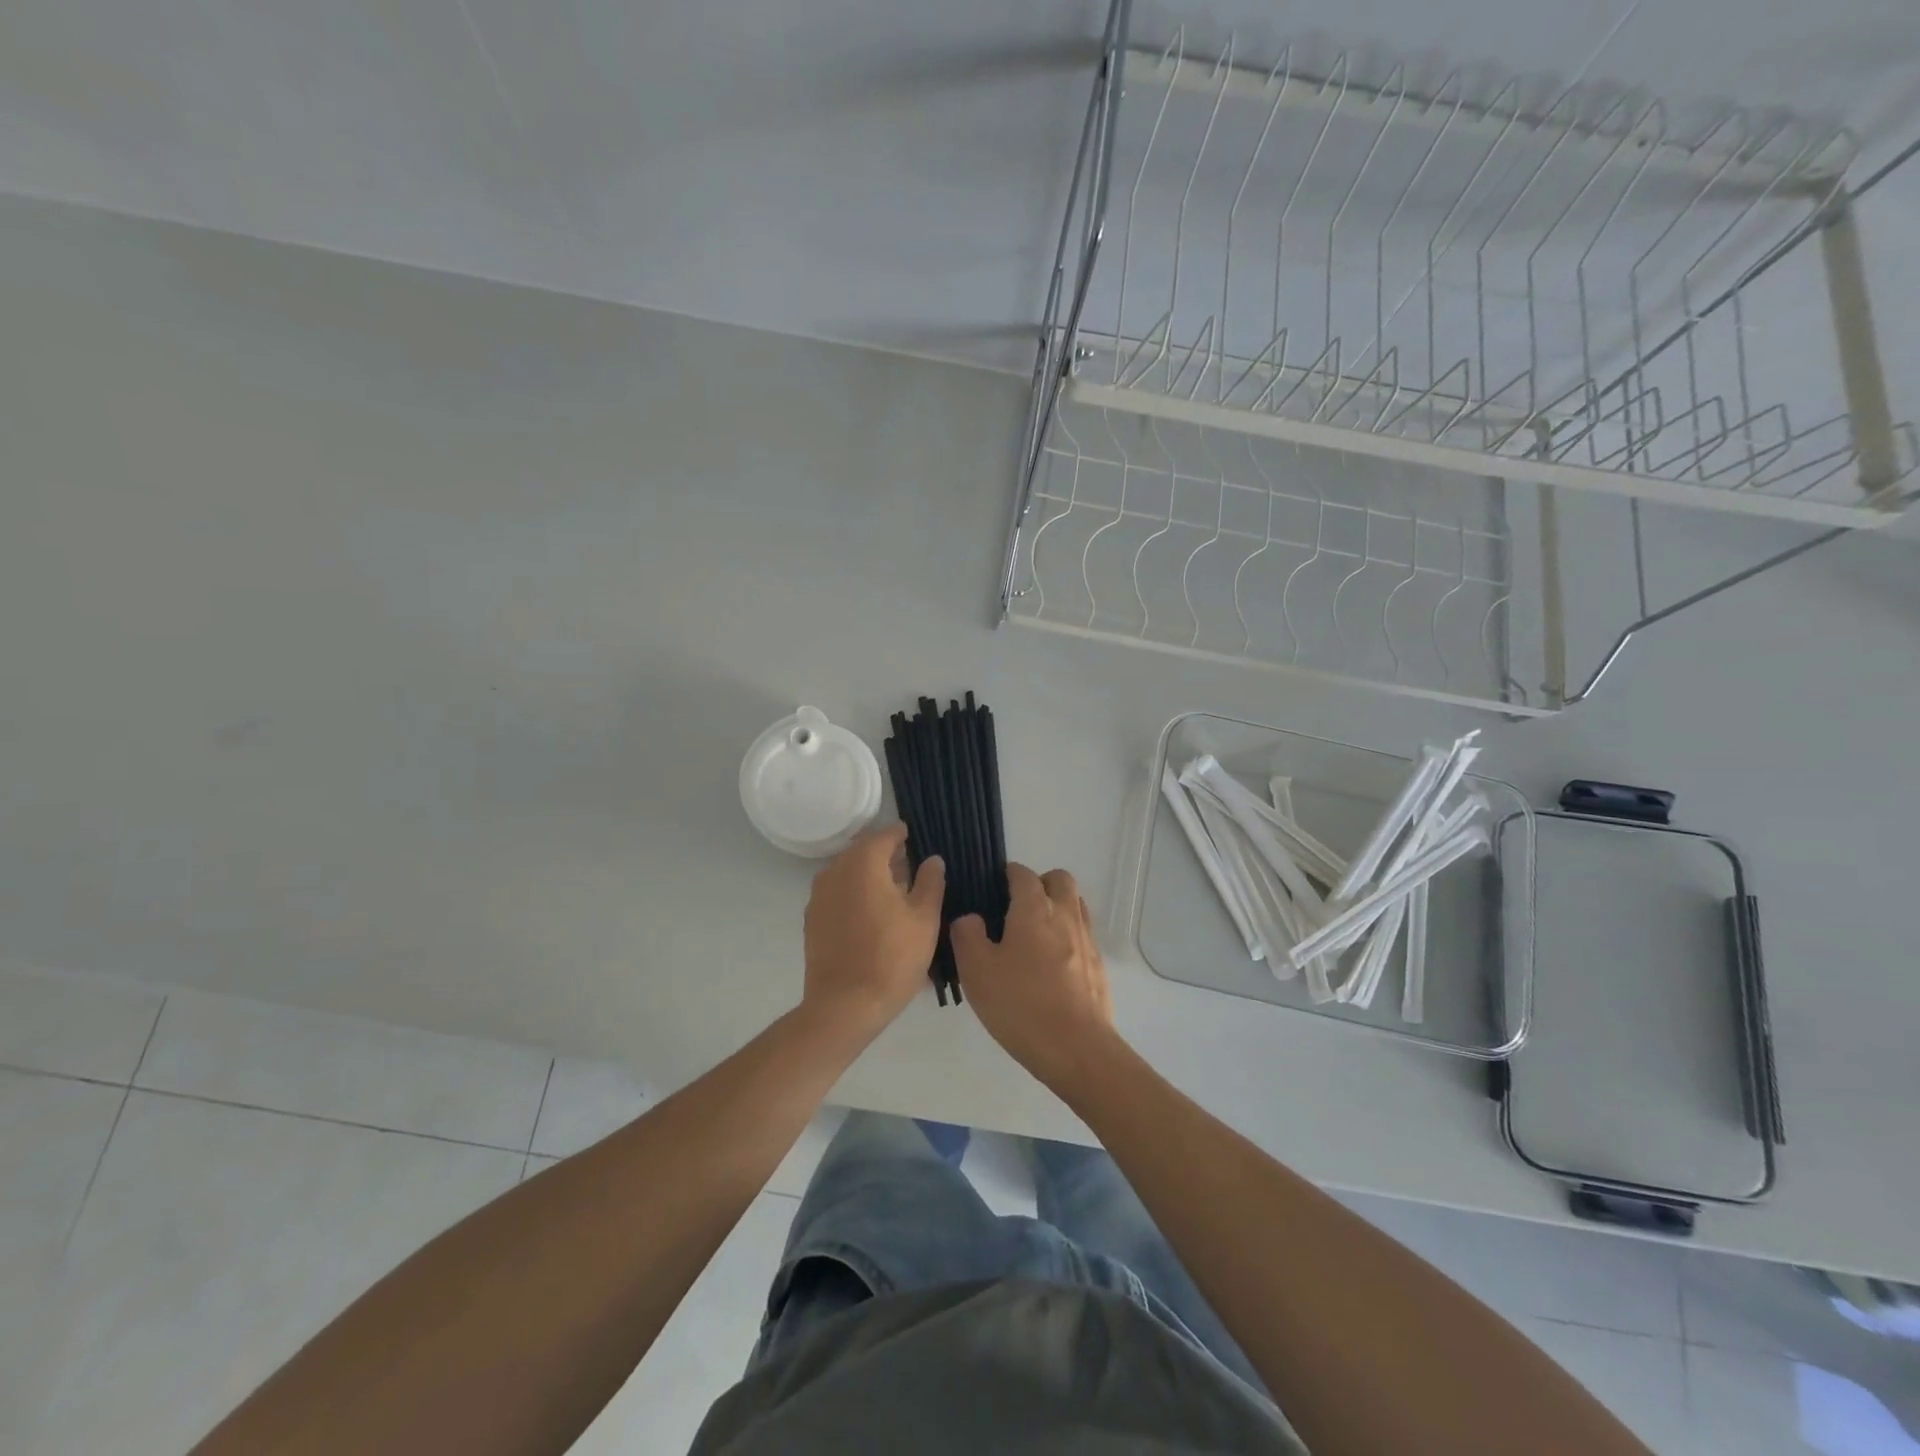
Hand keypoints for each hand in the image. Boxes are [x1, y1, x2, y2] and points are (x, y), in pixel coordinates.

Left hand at [802, 824, 944, 1035]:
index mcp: (863, 864)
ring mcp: (819, 896)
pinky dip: (854, 894)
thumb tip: (932, 860)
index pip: (884, 835)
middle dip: (885, 855)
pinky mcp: (812, 920)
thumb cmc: (892, 957)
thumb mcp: (925, 919)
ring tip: (893, 893)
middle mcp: (835, 871)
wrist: (845, 1005)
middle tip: (909, 867)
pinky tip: (871, 915)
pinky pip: (837, 894)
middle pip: (863, 852)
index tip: (915, 839)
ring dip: (869, 875)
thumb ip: (930, 882)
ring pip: (848, 872)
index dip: (902, 835)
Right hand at [952, 865, 1117, 1090]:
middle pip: (1059, 879)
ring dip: (1056, 908)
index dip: (1006, 875)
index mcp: (1034, 908)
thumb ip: (967, 935)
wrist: (1077, 1048)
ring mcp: (1087, 939)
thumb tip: (970, 918)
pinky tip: (1051, 966)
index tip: (991, 889)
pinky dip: (1067, 936)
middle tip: (1016, 908)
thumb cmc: (1020, 1004)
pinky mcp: (1098, 965)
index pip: (1022, 874)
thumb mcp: (976, 970)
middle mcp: (1065, 914)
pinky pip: (1082, 935)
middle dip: (1039, 884)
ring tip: (1033, 936)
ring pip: (1075, 905)